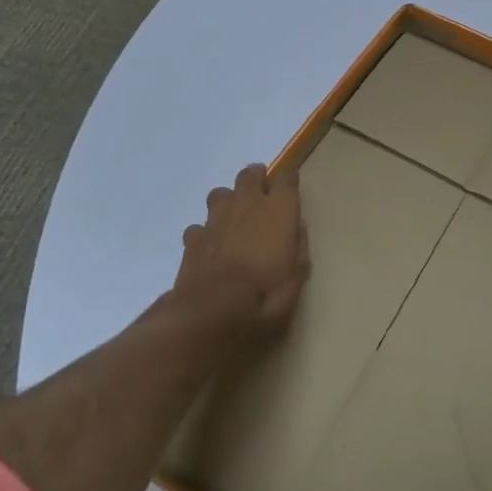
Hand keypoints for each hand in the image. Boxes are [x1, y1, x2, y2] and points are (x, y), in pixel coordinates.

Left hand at [173, 163, 309, 343]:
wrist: (209, 316)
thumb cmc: (263, 298)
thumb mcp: (296, 280)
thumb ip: (298, 248)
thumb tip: (296, 228)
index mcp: (277, 211)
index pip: (286, 178)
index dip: (289, 182)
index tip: (292, 191)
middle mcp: (246, 206)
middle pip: (250, 174)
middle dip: (257, 179)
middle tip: (264, 197)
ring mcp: (215, 220)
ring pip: (221, 194)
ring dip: (230, 201)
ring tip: (236, 220)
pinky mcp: (192, 239)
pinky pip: (200, 225)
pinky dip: (206, 232)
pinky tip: (212, 248)